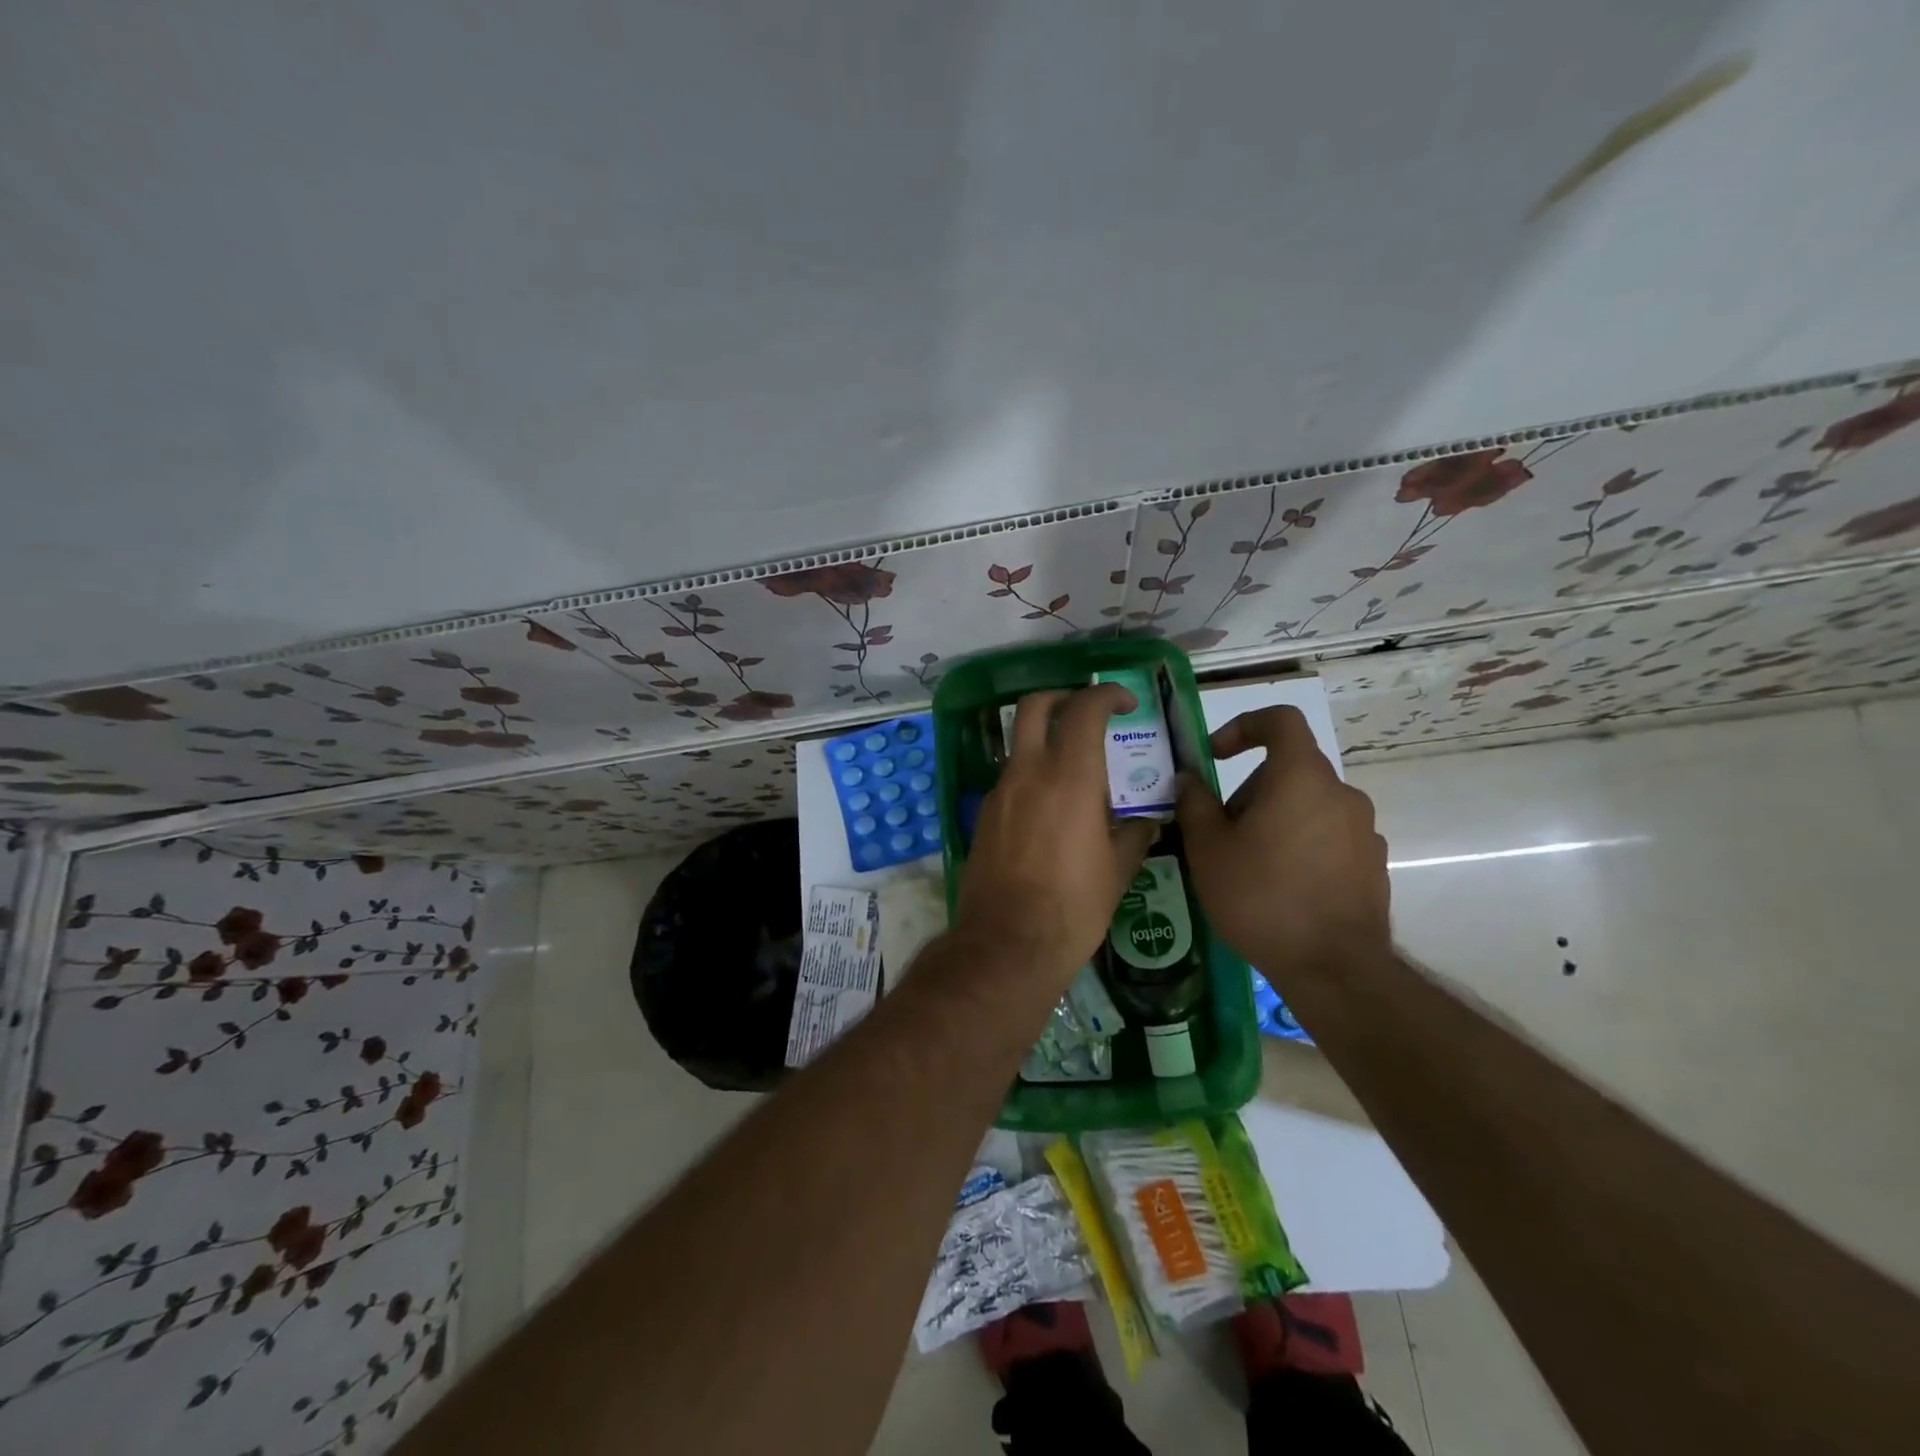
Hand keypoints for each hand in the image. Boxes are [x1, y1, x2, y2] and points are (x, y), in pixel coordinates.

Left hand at [955, 685, 1157, 986]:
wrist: (1007, 944)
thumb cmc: (1073, 907)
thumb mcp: (1117, 870)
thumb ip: (1134, 834)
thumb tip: (1146, 820)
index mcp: (1069, 777)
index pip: (1085, 709)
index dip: (1107, 694)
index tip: (1125, 702)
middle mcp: (1028, 772)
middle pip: (1034, 706)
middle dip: (1062, 697)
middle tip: (1086, 712)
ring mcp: (999, 793)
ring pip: (1019, 744)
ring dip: (1044, 741)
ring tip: (1074, 770)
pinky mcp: (983, 816)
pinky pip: (1009, 779)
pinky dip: (1030, 776)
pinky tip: (1049, 809)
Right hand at [1175, 705, 1390, 974]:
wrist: (1333, 967)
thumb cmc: (1261, 896)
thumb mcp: (1208, 849)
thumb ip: (1194, 803)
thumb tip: (1189, 779)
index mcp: (1300, 777)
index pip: (1280, 720)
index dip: (1244, 726)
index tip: (1215, 755)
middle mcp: (1341, 793)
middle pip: (1289, 770)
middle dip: (1249, 790)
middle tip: (1220, 831)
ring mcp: (1364, 830)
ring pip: (1308, 805)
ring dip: (1275, 819)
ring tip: (1247, 864)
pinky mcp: (1372, 864)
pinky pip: (1328, 836)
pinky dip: (1301, 844)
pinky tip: (1280, 887)